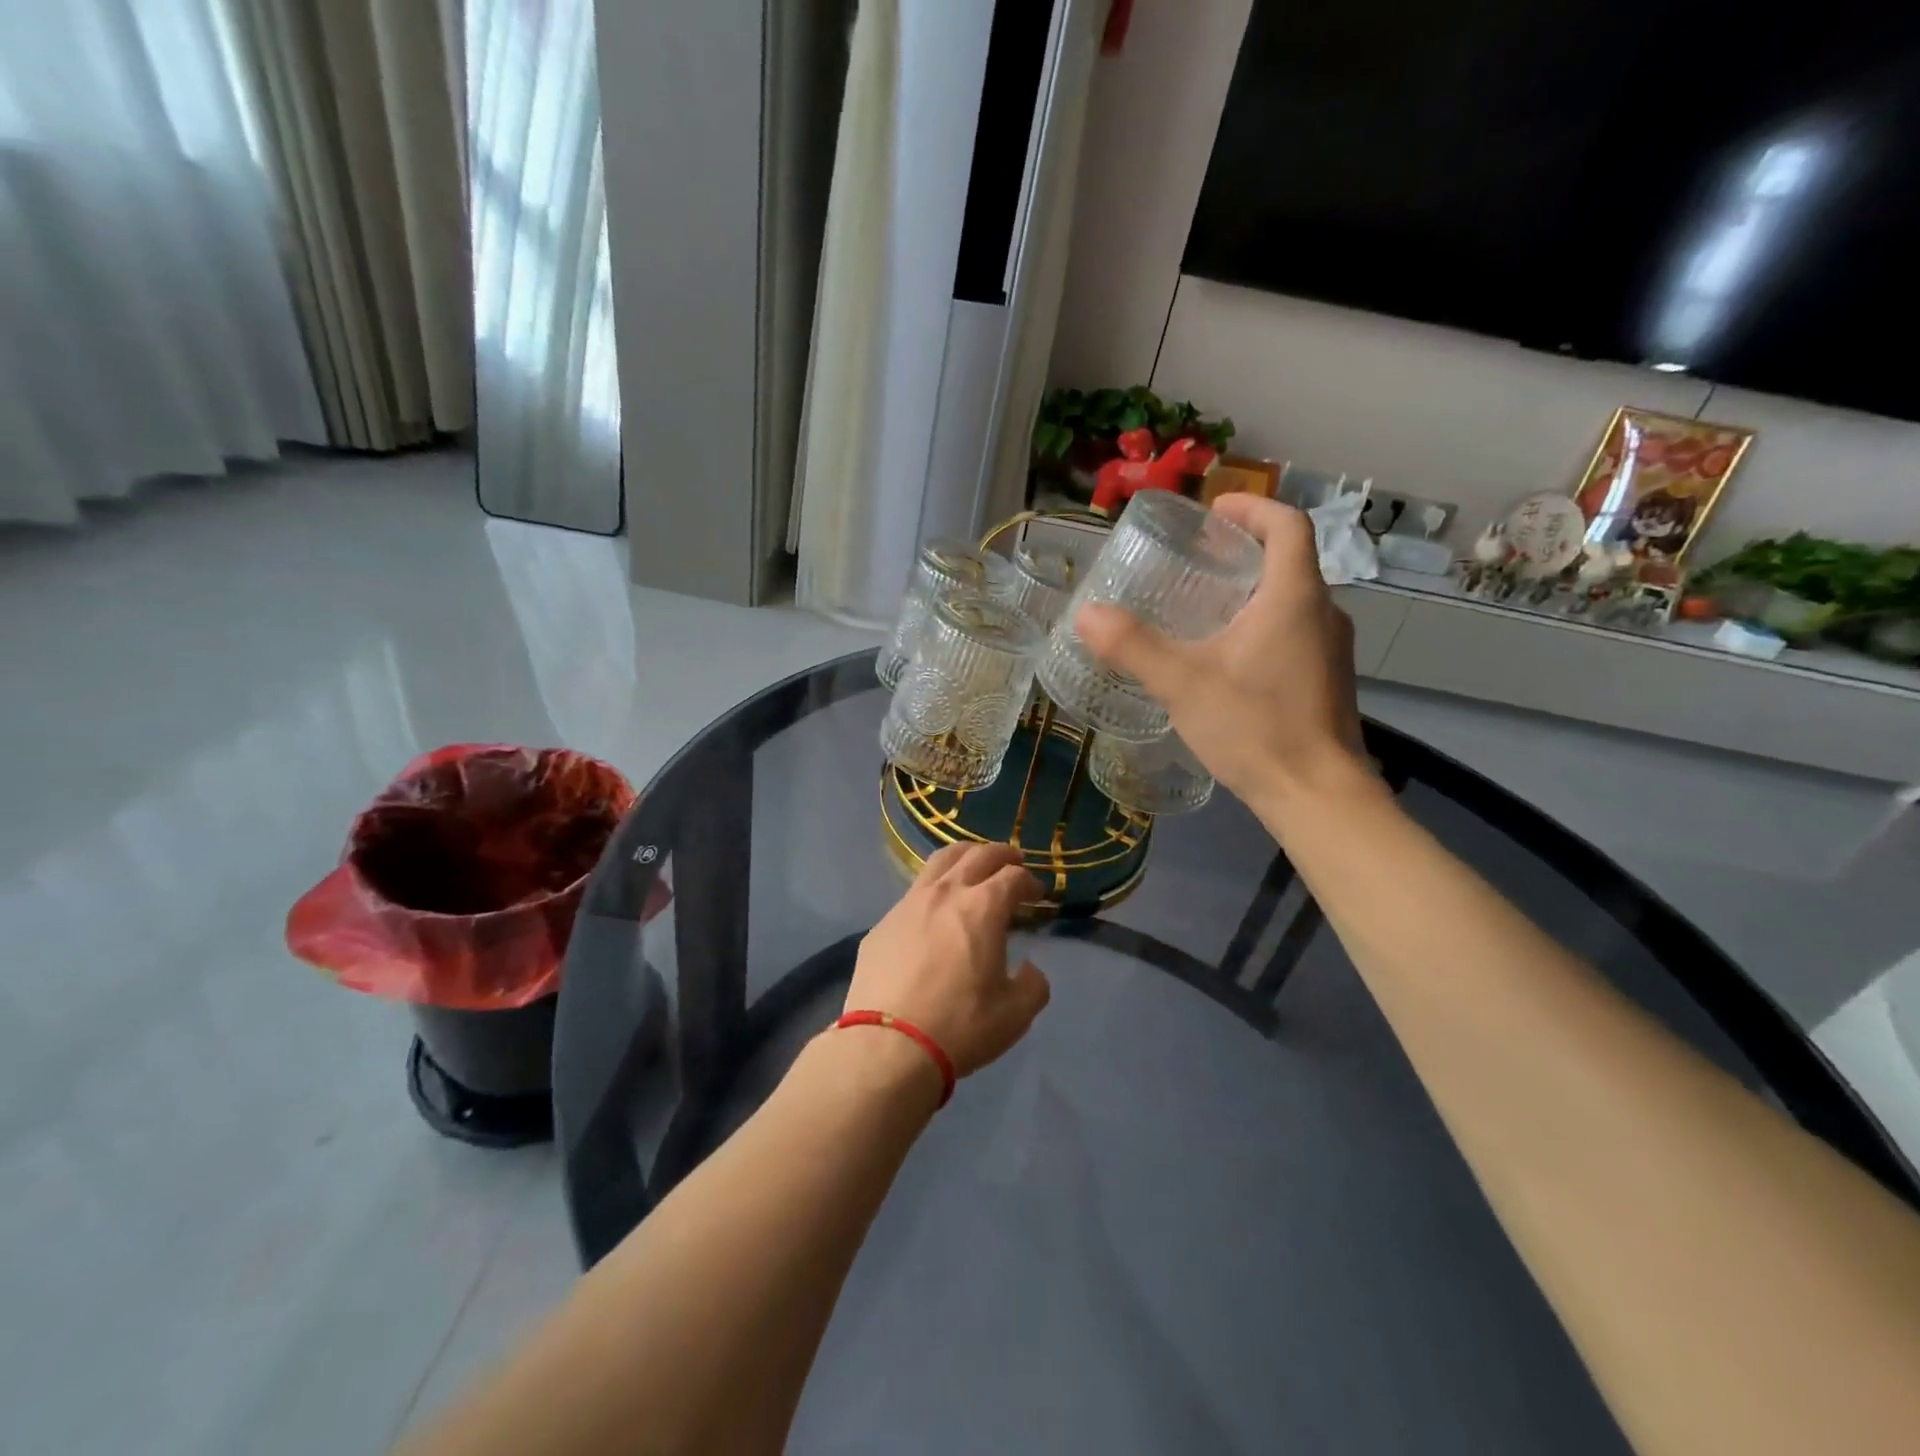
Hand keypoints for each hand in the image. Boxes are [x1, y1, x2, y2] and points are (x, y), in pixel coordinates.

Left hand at [845, 843, 1050, 1077]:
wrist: (887, 1045)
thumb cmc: (959, 1026)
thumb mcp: (1015, 1014)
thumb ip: (1033, 985)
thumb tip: (1029, 969)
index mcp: (983, 907)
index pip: (1013, 877)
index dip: (1030, 881)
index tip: (1037, 893)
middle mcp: (946, 893)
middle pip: (978, 855)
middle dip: (1001, 854)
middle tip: (1013, 862)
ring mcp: (909, 904)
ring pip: (940, 861)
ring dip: (964, 856)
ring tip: (973, 864)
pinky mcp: (883, 923)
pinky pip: (914, 892)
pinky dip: (934, 888)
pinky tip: (935, 908)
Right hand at [1076, 494, 1371, 821]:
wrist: (1317, 796)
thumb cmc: (1255, 728)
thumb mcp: (1183, 684)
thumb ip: (1133, 646)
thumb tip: (1086, 613)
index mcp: (1295, 597)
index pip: (1287, 524)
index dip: (1252, 507)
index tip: (1213, 513)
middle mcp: (1323, 613)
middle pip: (1288, 560)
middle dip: (1242, 551)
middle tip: (1193, 561)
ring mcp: (1330, 650)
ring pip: (1292, 600)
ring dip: (1251, 591)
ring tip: (1201, 608)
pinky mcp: (1326, 681)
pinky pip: (1294, 633)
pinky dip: (1262, 625)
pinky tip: (1225, 659)